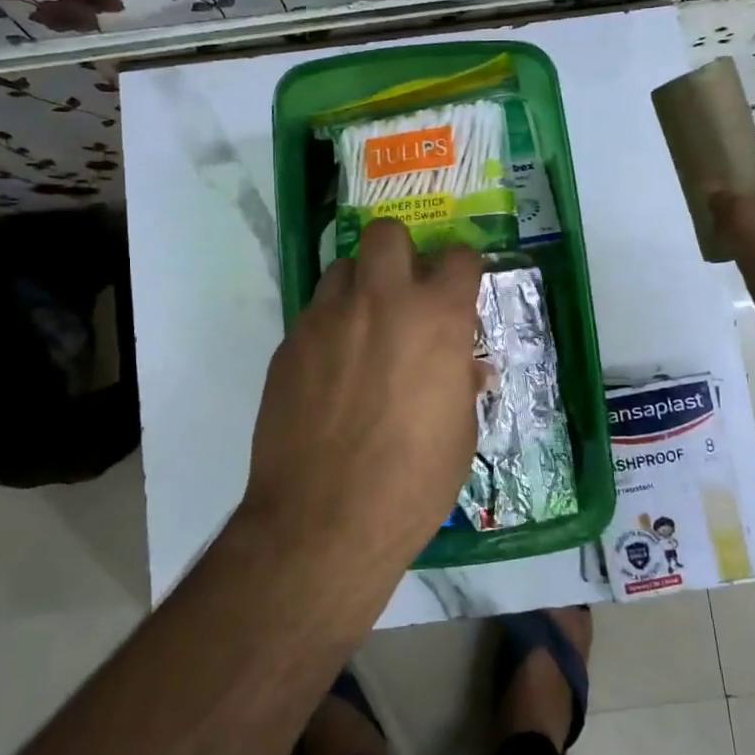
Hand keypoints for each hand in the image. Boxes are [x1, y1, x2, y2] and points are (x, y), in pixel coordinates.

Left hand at [243, 217, 484, 570]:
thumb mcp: (460, 437)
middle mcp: (381, 301)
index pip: (459, 257)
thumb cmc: (412, 483)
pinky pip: (313, 314)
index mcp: (437, 319)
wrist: (324, 521)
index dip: (463, 269)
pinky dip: (329, 327)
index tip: (460, 289)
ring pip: (342, 268)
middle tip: (405, 294)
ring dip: (360, 287)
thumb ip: (462, 386)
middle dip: (401, 253)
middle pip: (387, 233)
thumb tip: (465, 368)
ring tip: (364, 329)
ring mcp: (326, 319)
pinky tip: (331, 371)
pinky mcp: (289, 344)